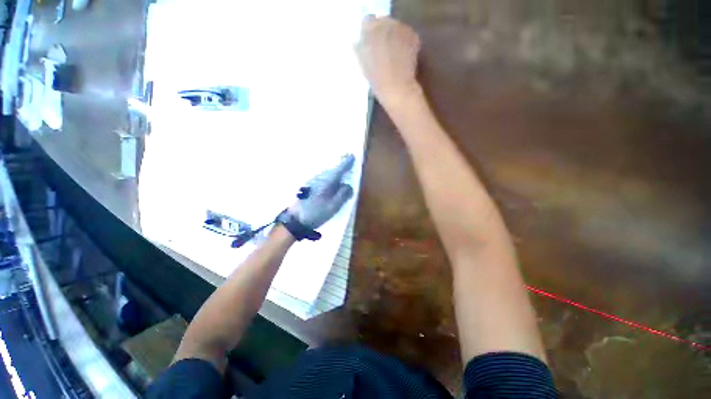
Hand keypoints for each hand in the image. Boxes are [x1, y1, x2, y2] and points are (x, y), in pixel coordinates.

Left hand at [288, 154, 354, 229]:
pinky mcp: (309, 186)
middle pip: (333, 169)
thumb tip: (349, 185)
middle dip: (341, 164)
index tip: (352, 155)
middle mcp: (320, 178)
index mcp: (327, 182)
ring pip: (327, 173)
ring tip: (341, 169)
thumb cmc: (316, 213)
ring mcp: (313, 181)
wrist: (295, 219)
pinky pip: (323, 177)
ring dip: (335, 170)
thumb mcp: (333, 206)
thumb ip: (343, 195)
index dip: (346, 163)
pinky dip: (329, 176)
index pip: (339, 169)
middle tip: (348, 159)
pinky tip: (331, 181)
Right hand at [355, 16, 421, 108]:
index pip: (367, 22)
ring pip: (396, 27)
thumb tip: (359, 41)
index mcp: (369, 30)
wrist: (396, 87)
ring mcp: (400, 28)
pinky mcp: (412, 35)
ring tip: (393, 54)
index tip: (369, 43)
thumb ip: (360, 47)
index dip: (368, 32)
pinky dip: (405, 42)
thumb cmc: (376, 79)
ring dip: (394, 36)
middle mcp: (385, 24)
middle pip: (383, 22)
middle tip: (382, 49)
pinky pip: (407, 34)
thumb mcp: (361, 63)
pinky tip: (403, 55)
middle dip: (382, 33)